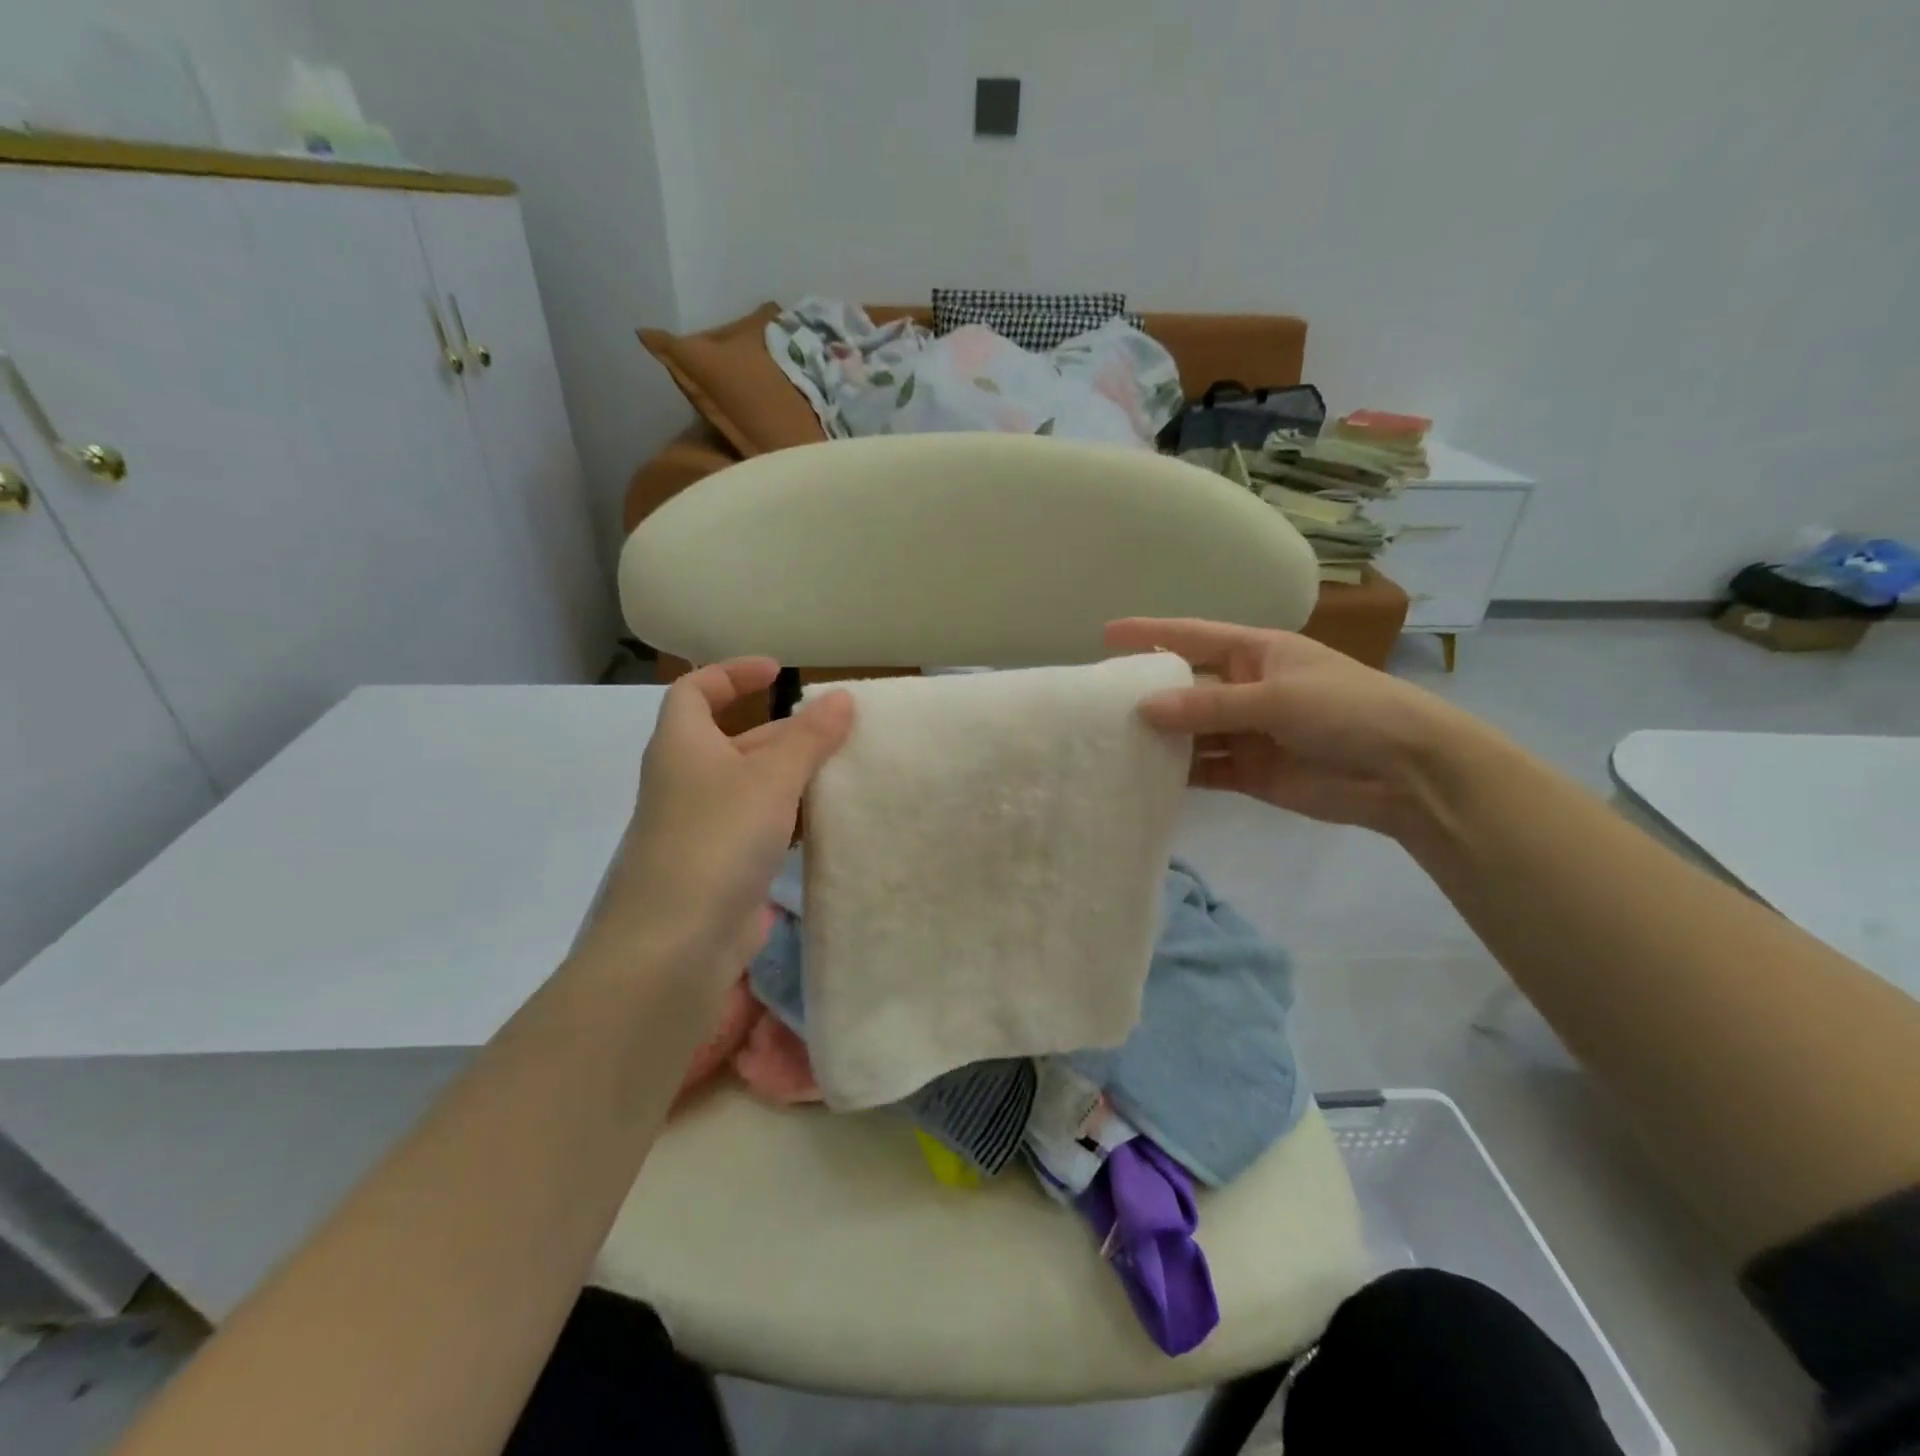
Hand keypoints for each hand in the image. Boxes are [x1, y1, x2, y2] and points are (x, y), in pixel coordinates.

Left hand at [594, 659, 853, 986]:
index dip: (731, 674)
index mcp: (682, 745)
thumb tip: (842, 698)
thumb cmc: (718, 838)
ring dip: (791, 777)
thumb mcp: (770, 778)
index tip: (777, 671)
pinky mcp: (719, 866)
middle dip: (782, 732)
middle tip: (835, 731)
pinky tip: (825, 821)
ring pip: (750, 787)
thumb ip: (809, 737)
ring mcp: (701, 826)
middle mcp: (686, 780)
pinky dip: (788, 817)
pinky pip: (757, 827)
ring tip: (842, 772)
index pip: (695, 690)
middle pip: (733, 739)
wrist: (677, 942)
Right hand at [1105, 618, 1482, 833]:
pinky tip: (1144, 775)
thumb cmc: (1347, 710)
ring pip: (1190, 731)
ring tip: (1110, 741)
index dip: (1150, 633)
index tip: (1106, 634)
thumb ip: (1208, 705)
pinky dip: (1179, 772)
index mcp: (1256, 653)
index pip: (1192, 636)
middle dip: (1147, 693)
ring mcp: (1246, 732)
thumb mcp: (1276, 698)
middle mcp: (1245, 688)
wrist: (1406, 772)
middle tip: (1098, 702)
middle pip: (1185, 687)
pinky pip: (1204, 768)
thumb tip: (1144, 708)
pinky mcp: (1249, 771)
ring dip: (1159, 737)